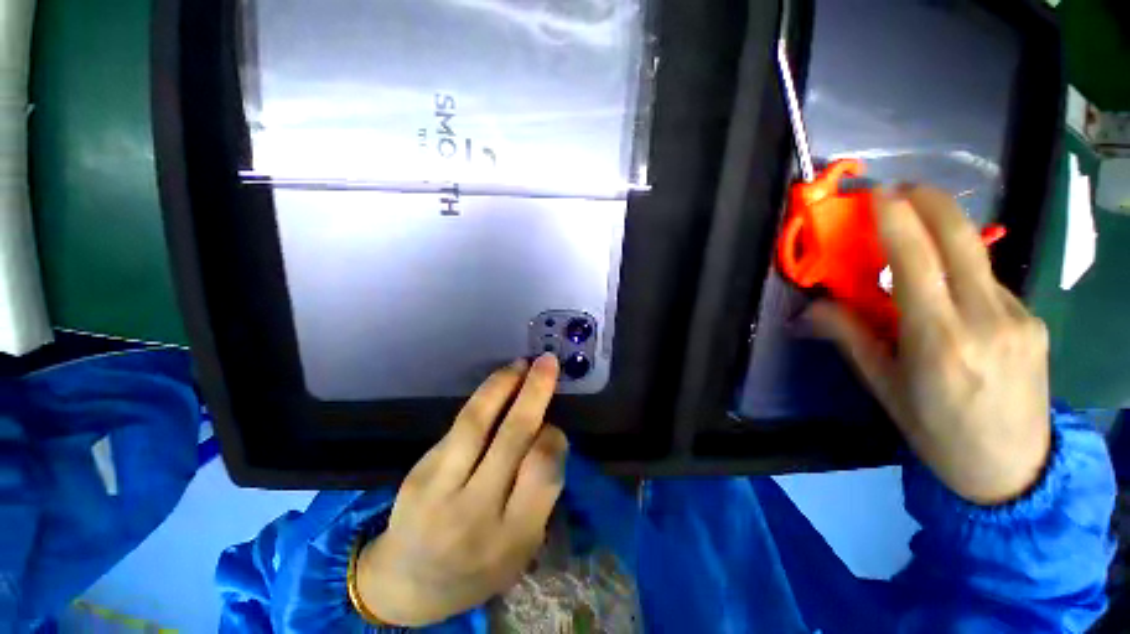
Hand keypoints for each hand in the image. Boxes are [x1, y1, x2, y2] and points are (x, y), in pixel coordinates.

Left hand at [355, 354, 567, 625]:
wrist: (407, 584)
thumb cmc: (479, 566)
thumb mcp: (523, 546)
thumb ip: (539, 492)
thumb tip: (546, 430)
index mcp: (512, 538)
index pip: (543, 471)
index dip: (553, 437)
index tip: (553, 426)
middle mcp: (476, 512)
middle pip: (512, 438)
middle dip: (534, 393)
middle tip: (547, 363)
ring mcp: (440, 490)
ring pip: (477, 422)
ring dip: (502, 386)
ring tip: (519, 365)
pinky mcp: (420, 472)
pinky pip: (459, 425)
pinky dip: (483, 399)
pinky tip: (497, 385)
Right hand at [809, 186, 1050, 504]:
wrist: (1012, 468)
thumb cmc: (935, 430)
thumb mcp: (883, 387)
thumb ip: (850, 337)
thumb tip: (810, 309)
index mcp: (939, 340)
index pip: (917, 262)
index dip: (896, 220)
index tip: (877, 193)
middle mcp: (985, 319)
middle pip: (960, 240)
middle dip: (929, 202)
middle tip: (900, 189)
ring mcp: (1018, 315)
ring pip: (975, 257)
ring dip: (942, 234)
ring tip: (915, 235)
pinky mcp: (1033, 318)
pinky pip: (989, 280)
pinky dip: (960, 268)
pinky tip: (948, 287)